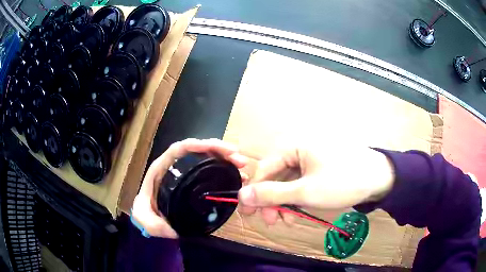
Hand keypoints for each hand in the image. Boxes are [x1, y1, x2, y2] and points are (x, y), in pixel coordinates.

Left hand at [132, 138, 247, 237]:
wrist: (153, 218)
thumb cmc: (147, 213)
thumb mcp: (145, 219)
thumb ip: (152, 223)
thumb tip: (172, 229)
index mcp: (162, 168)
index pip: (179, 149)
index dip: (197, 145)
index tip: (216, 149)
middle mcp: (176, 166)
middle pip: (198, 150)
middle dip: (219, 150)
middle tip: (238, 159)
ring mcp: (187, 172)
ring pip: (208, 158)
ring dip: (226, 159)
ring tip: (242, 166)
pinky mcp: (196, 181)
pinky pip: (212, 170)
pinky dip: (225, 171)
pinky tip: (238, 177)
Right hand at [238, 144, 394, 224]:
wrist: (380, 178)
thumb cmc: (343, 182)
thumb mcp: (305, 192)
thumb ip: (272, 195)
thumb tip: (242, 196)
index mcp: (293, 146)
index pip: (264, 170)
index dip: (254, 193)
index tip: (249, 214)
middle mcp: (298, 149)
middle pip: (276, 177)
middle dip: (272, 201)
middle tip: (272, 222)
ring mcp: (310, 159)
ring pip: (288, 182)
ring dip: (285, 203)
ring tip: (288, 220)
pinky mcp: (319, 168)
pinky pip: (301, 183)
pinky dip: (297, 198)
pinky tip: (299, 211)